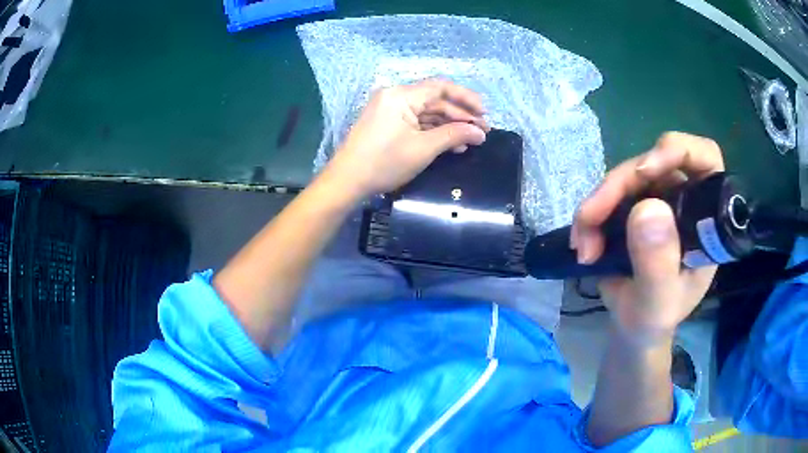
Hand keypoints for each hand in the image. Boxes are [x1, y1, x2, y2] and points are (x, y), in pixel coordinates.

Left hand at [325, 78, 488, 196]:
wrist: (347, 181)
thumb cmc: (384, 163)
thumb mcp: (423, 149)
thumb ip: (454, 135)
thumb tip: (480, 133)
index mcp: (401, 95)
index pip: (441, 87)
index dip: (466, 98)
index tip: (484, 114)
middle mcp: (395, 96)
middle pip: (435, 100)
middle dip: (460, 115)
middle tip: (482, 132)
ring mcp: (390, 110)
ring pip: (426, 113)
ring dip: (449, 125)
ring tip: (470, 141)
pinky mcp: (387, 123)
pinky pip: (415, 122)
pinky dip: (433, 131)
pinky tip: (451, 144)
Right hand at [572, 132, 724, 346]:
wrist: (633, 327)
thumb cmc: (654, 319)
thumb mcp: (658, 302)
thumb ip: (657, 263)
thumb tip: (647, 208)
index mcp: (706, 218)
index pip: (704, 159)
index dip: (677, 151)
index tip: (645, 172)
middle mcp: (685, 199)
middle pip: (654, 162)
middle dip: (620, 186)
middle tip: (591, 218)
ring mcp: (659, 200)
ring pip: (626, 177)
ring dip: (598, 205)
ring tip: (583, 245)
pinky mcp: (635, 205)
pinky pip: (609, 194)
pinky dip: (591, 214)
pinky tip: (582, 241)